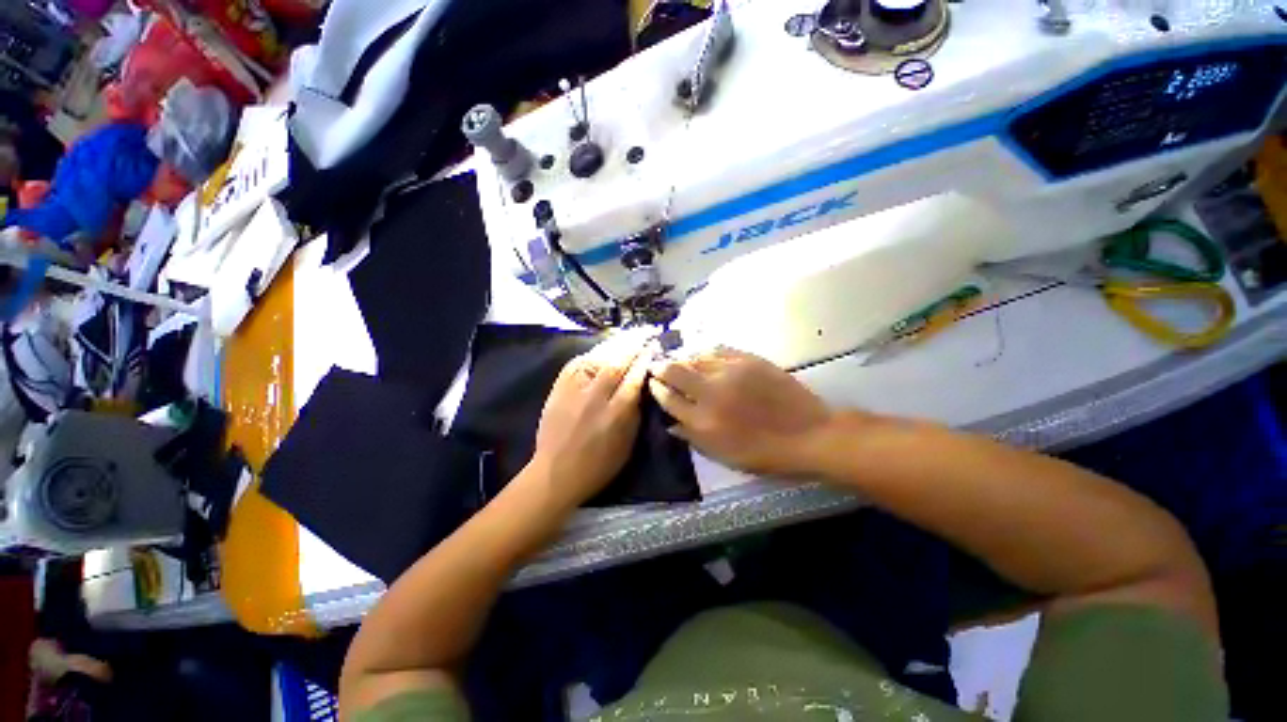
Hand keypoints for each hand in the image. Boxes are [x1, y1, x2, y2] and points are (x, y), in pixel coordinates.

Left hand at [529, 331, 651, 504]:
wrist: (556, 472)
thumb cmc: (598, 465)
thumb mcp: (627, 443)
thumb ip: (634, 411)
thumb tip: (640, 385)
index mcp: (616, 414)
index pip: (634, 378)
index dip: (644, 360)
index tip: (653, 346)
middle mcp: (595, 398)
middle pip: (616, 363)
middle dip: (632, 344)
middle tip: (645, 331)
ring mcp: (574, 392)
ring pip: (596, 359)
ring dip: (614, 345)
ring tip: (628, 335)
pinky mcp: (558, 389)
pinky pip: (576, 364)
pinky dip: (592, 354)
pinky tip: (602, 349)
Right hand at [649, 347, 835, 476]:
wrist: (809, 433)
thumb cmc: (765, 452)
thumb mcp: (725, 456)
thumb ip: (694, 438)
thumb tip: (670, 424)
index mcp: (704, 421)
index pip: (669, 399)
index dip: (657, 390)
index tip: (652, 383)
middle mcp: (711, 393)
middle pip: (675, 372)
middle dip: (660, 367)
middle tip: (656, 365)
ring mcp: (730, 372)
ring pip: (694, 357)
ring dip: (682, 358)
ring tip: (678, 359)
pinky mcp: (748, 359)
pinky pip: (717, 350)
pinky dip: (704, 352)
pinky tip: (701, 354)